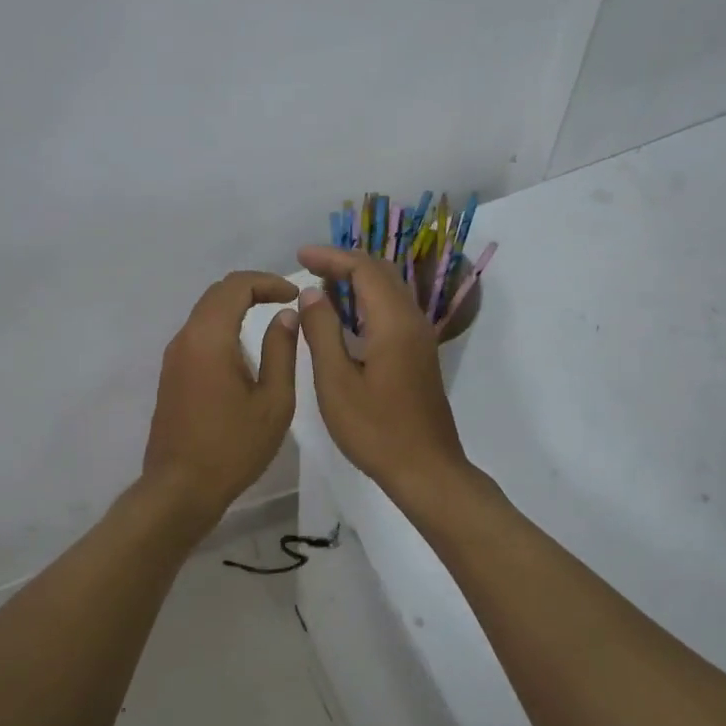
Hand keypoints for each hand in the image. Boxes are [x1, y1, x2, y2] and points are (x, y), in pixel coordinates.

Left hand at [142, 271, 301, 516]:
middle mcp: (185, 339)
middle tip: (285, 301)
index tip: (294, 294)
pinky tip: (244, 349)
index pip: (235, 286)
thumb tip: (286, 316)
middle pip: (216, 294)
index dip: (267, 282)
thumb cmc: (233, 448)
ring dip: (236, 308)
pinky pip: (198, 335)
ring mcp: (173, 357)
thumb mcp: (273, 402)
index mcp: (209, 338)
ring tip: (270, 321)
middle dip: (252, 289)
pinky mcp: (171, 374)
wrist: (180, 487)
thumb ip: (281, 351)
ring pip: (205, 313)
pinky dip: (222, 327)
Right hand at [295, 246, 468, 500]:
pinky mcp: (418, 355)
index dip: (331, 257)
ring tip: (321, 286)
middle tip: (308, 266)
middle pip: (381, 273)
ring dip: (356, 281)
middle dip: (344, 263)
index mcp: (393, 323)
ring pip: (389, 291)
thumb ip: (322, 332)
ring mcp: (419, 339)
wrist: (426, 469)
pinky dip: (366, 301)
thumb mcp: (336, 382)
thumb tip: (313, 294)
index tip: (300, 256)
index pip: (364, 269)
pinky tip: (344, 318)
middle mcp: (412, 321)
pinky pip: (392, 311)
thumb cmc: (375, 429)